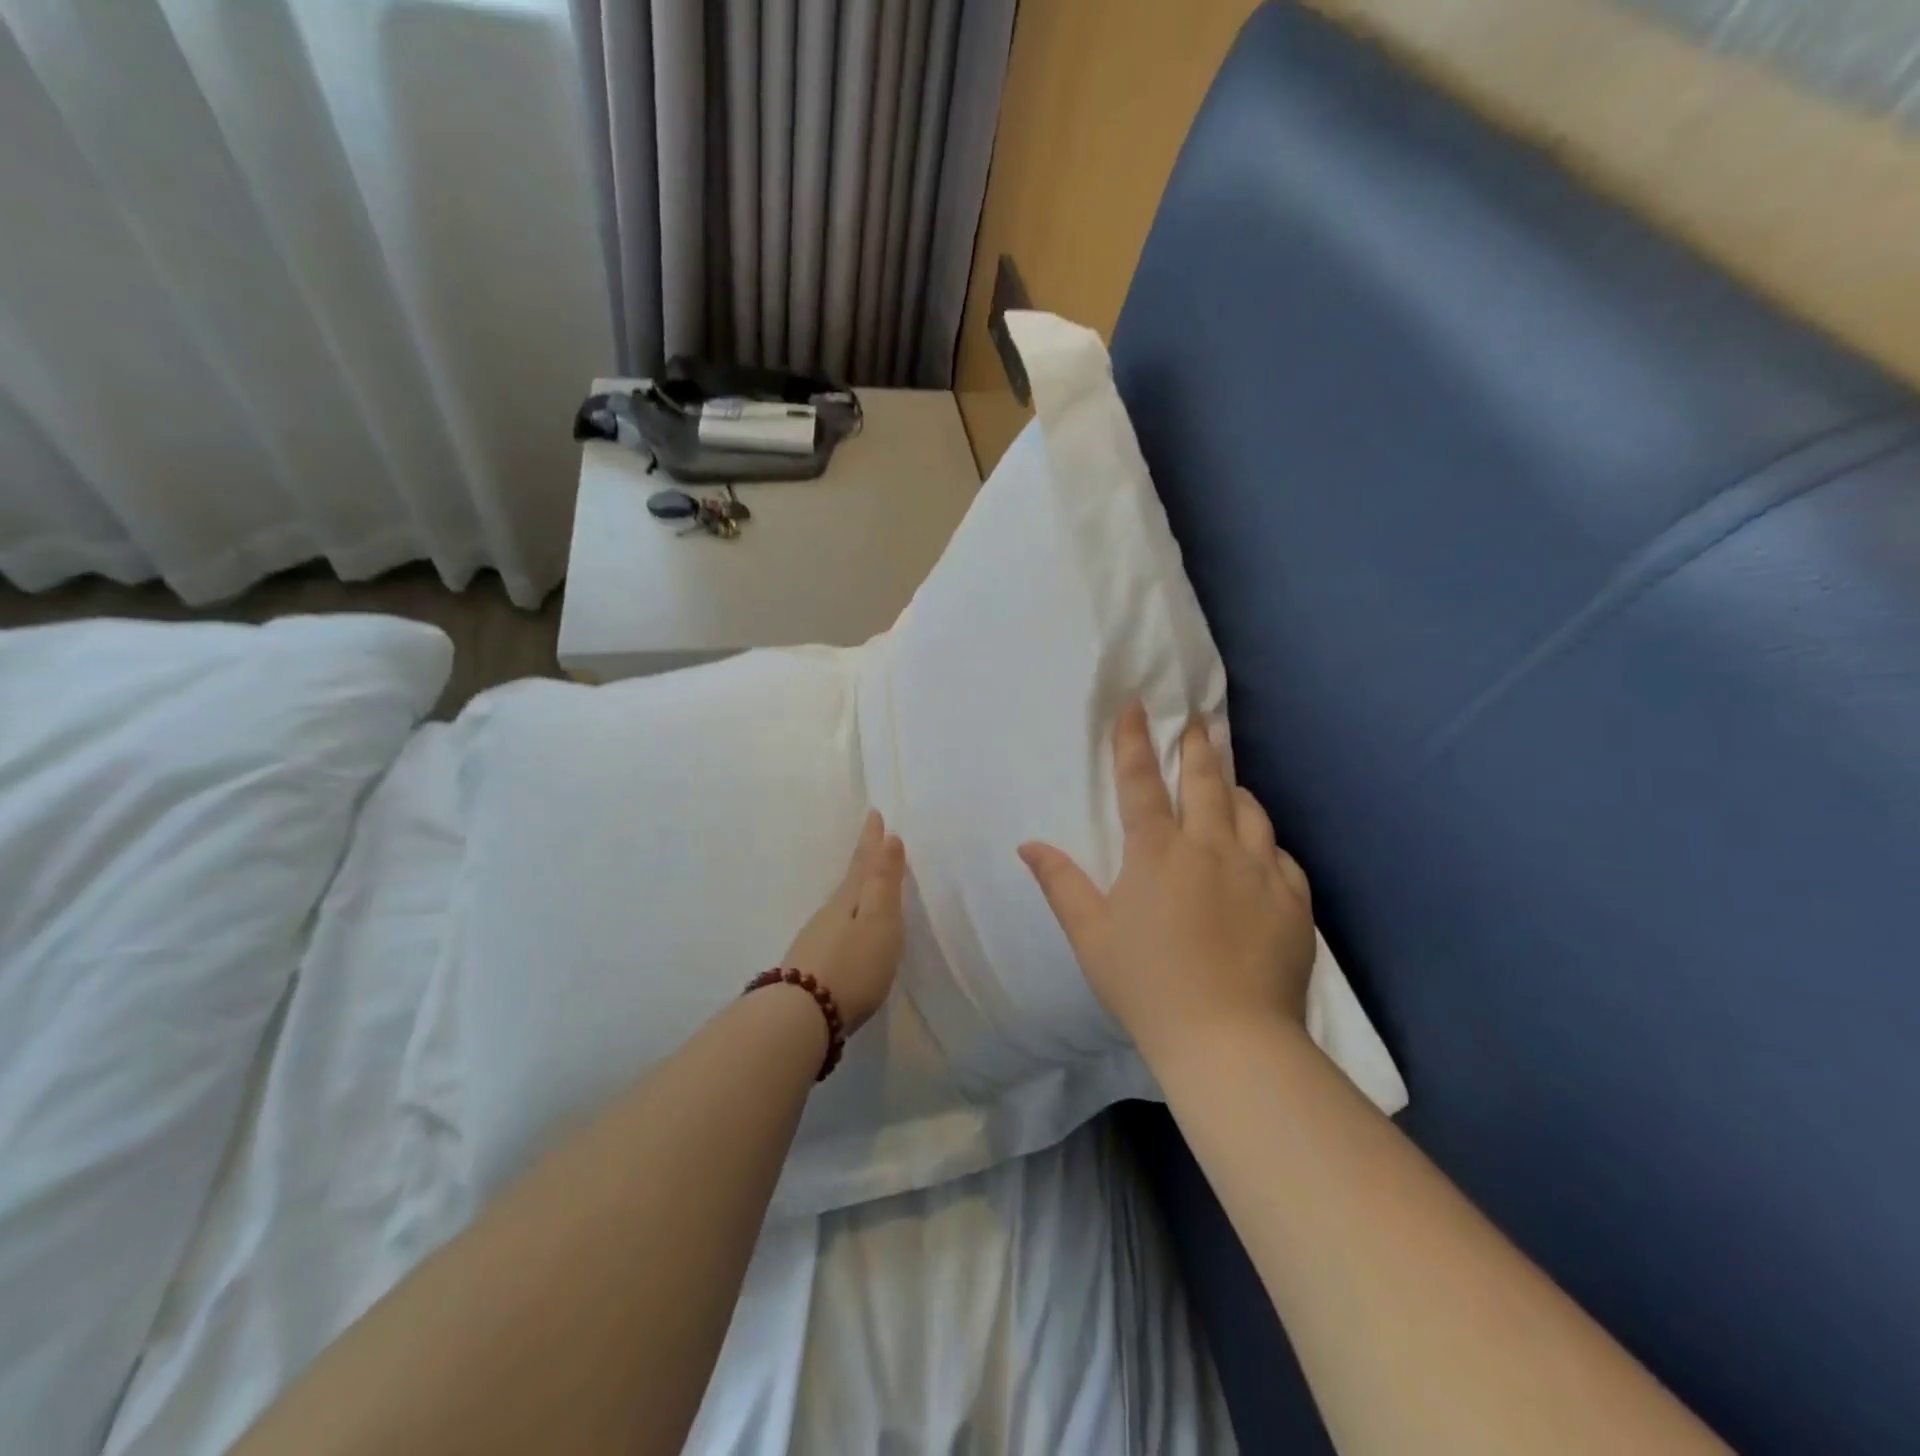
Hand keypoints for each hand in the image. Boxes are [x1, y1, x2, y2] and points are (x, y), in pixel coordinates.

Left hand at [784, 810, 907, 1032]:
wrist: (802, 1017)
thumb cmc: (852, 966)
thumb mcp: (878, 921)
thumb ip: (884, 883)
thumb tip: (889, 838)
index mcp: (849, 900)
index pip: (864, 863)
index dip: (872, 840)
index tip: (874, 813)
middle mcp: (830, 914)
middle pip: (851, 880)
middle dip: (864, 859)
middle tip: (871, 837)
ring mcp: (817, 940)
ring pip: (841, 904)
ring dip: (855, 889)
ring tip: (865, 881)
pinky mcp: (812, 967)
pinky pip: (835, 928)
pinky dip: (847, 918)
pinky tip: (847, 930)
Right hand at [1019, 704, 1315, 1058]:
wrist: (1229, 1039)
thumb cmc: (1147, 985)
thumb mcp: (1091, 935)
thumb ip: (1061, 884)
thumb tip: (1029, 844)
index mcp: (1157, 852)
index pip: (1140, 781)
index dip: (1134, 740)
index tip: (1136, 706)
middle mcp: (1210, 847)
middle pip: (1204, 781)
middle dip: (1197, 745)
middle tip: (1198, 720)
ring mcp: (1258, 870)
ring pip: (1249, 810)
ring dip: (1233, 786)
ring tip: (1226, 776)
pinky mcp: (1292, 898)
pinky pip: (1280, 853)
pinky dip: (1264, 840)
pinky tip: (1260, 846)